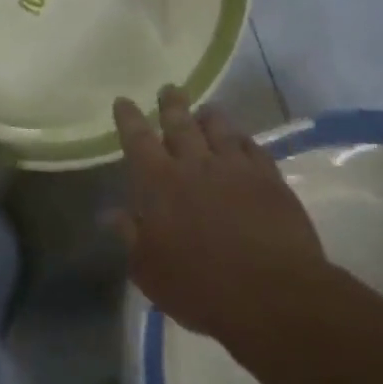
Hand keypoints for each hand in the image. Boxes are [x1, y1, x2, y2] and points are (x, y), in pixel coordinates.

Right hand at [110, 86, 324, 341]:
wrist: (272, 294)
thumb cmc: (200, 287)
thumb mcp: (149, 270)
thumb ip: (130, 236)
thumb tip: (109, 213)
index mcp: (159, 184)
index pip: (138, 140)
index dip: (129, 119)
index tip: (124, 101)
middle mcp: (196, 165)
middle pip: (181, 123)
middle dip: (172, 104)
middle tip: (170, 89)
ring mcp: (236, 169)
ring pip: (220, 129)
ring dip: (210, 117)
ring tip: (206, 109)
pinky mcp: (270, 180)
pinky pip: (253, 148)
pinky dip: (243, 140)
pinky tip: (242, 140)